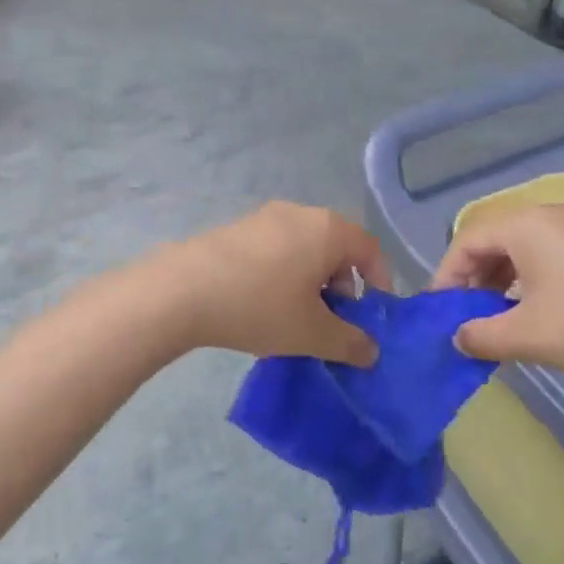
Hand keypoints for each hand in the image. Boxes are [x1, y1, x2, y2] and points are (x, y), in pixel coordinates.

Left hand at [153, 203, 387, 366]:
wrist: (183, 290)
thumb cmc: (260, 305)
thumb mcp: (312, 333)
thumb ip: (349, 343)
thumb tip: (371, 351)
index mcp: (328, 229)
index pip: (371, 249)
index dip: (380, 283)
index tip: (370, 318)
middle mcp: (301, 212)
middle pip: (338, 247)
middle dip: (343, 286)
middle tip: (331, 322)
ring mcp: (266, 217)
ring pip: (306, 248)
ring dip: (312, 282)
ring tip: (295, 318)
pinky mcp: (239, 228)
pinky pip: (277, 248)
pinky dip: (284, 274)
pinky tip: (263, 304)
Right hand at [431, 203, 563, 379]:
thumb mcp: (528, 336)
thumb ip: (481, 335)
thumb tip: (458, 336)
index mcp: (525, 225)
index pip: (467, 241)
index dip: (446, 275)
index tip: (439, 311)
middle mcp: (550, 213)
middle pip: (494, 238)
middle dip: (473, 276)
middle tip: (466, 314)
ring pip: (523, 245)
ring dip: (502, 277)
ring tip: (498, 314)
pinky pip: (550, 250)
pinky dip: (531, 274)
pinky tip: (537, 306)